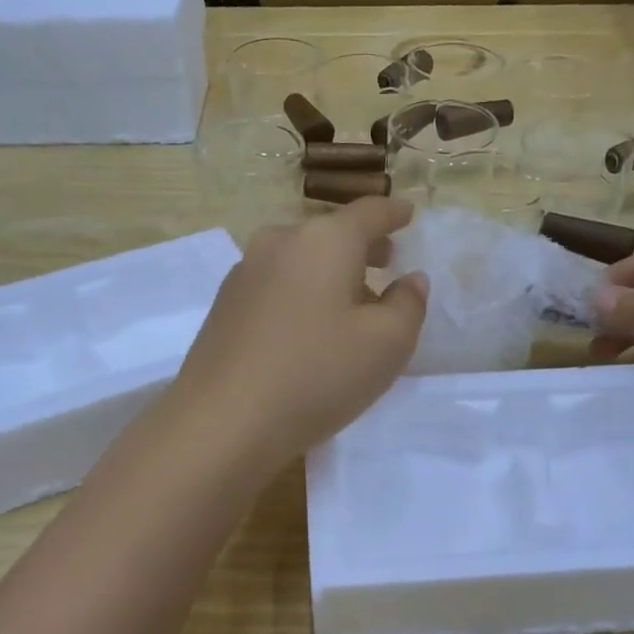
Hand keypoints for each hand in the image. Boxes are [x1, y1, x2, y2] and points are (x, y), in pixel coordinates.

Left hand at [170, 198, 428, 468]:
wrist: (223, 421)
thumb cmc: (317, 375)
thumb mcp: (387, 345)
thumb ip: (409, 305)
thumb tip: (410, 279)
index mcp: (324, 240)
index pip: (369, 212)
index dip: (394, 213)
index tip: (409, 214)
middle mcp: (280, 242)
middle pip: (330, 234)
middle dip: (362, 246)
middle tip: (386, 262)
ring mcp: (245, 272)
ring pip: (301, 260)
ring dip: (330, 273)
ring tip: (350, 304)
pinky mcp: (225, 304)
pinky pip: (277, 284)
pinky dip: (301, 293)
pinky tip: (308, 329)